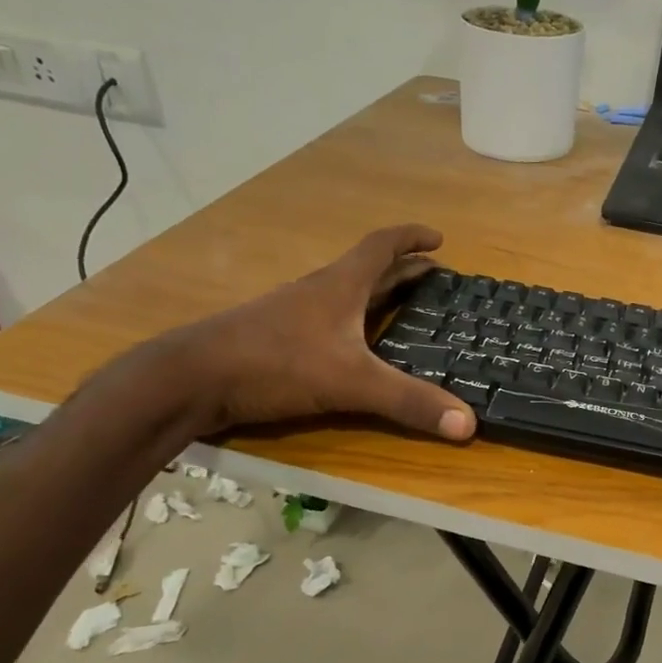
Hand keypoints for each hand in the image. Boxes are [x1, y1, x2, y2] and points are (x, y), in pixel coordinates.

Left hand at [165, 225, 475, 440]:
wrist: (192, 378)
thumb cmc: (276, 363)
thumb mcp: (352, 383)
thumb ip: (409, 401)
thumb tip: (469, 424)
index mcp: (341, 286)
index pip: (382, 247)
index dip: (411, 238)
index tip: (438, 239)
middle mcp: (319, 291)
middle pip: (368, 269)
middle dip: (404, 270)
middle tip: (434, 278)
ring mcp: (295, 314)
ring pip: (346, 294)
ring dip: (377, 294)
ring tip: (403, 308)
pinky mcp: (279, 338)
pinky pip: (329, 319)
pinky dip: (354, 321)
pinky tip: (355, 345)